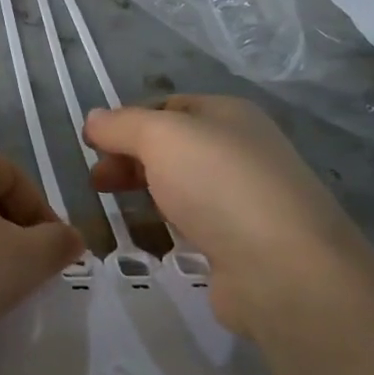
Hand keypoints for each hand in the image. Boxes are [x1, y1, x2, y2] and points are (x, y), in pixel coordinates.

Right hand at [82, 95, 367, 334]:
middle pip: (172, 147)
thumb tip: (93, 118)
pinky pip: (195, 222)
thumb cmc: (218, 185)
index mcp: (228, 114)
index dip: (126, 122)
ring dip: (147, 191)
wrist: (282, 267)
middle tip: (96, 181)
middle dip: (130, 158)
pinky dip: (169, 224)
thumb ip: (121, 125)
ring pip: (182, 184)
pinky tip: (152, 236)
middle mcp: (241, 149)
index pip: (167, 107)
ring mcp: (245, 197)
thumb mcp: (161, 137)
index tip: (92, 146)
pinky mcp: (242, 241)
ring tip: (114, 207)